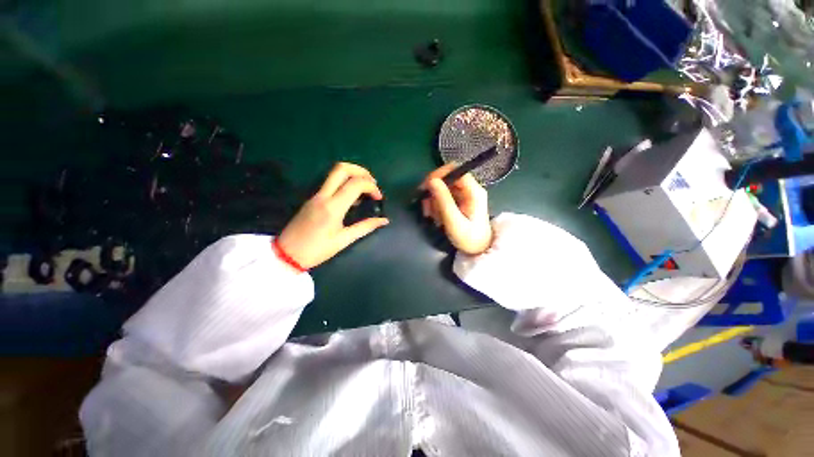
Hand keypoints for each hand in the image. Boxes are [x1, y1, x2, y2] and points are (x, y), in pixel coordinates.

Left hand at [277, 163, 388, 268]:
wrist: (286, 254)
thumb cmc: (317, 250)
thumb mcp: (344, 240)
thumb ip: (365, 227)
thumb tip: (384, 221)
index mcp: (333, 207)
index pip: (355, 184)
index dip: (371, 187)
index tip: (379, 198)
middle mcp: (323, 195)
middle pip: (342, 168)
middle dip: (362, 171)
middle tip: (373, 183)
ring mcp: (316, 195)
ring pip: (335, 172)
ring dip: (353, 174)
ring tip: (365, 188)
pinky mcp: (312, 198)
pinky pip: (330, 182)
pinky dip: (345, 182)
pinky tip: (352, 197)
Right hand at [420, 164, 492, 254]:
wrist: (478, 250)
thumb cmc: (468, 238)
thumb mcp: (454, 220)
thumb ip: (443, 200)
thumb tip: (431, 180)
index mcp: (473, 191)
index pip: (456, 170)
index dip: (439, 174)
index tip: (426, 186)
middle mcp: (469, 189)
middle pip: (447, 179)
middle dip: (434, 192)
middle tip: (427, 207)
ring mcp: (464, 195)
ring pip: (443, 188)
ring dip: (433, 201)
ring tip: (432, 216)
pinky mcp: (459, 201)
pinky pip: (443, 197)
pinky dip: (436, 205)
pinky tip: (435, 217)